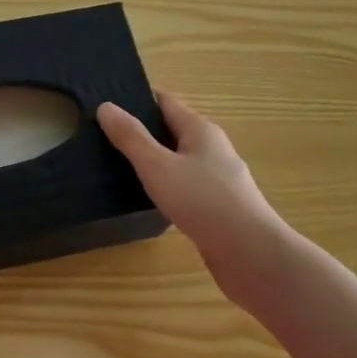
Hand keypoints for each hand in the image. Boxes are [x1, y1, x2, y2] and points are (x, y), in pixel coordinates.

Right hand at [98, 92, 287, 295]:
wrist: (253, 258)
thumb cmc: (204, 202)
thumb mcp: (158, 166)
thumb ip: (131, 137)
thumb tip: (105, 106)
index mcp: (200, 130)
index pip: (164, 102)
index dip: (135, 99)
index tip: (105, 104)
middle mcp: (212, 149)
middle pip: (171, 130)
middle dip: (141, 131)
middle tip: (103, 137)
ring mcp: (218, 180)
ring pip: (178, 161)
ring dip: (152, 162)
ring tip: (117, 167)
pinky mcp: (218, 209)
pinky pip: (184, 187)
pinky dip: (164, 187)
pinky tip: (146, 199)